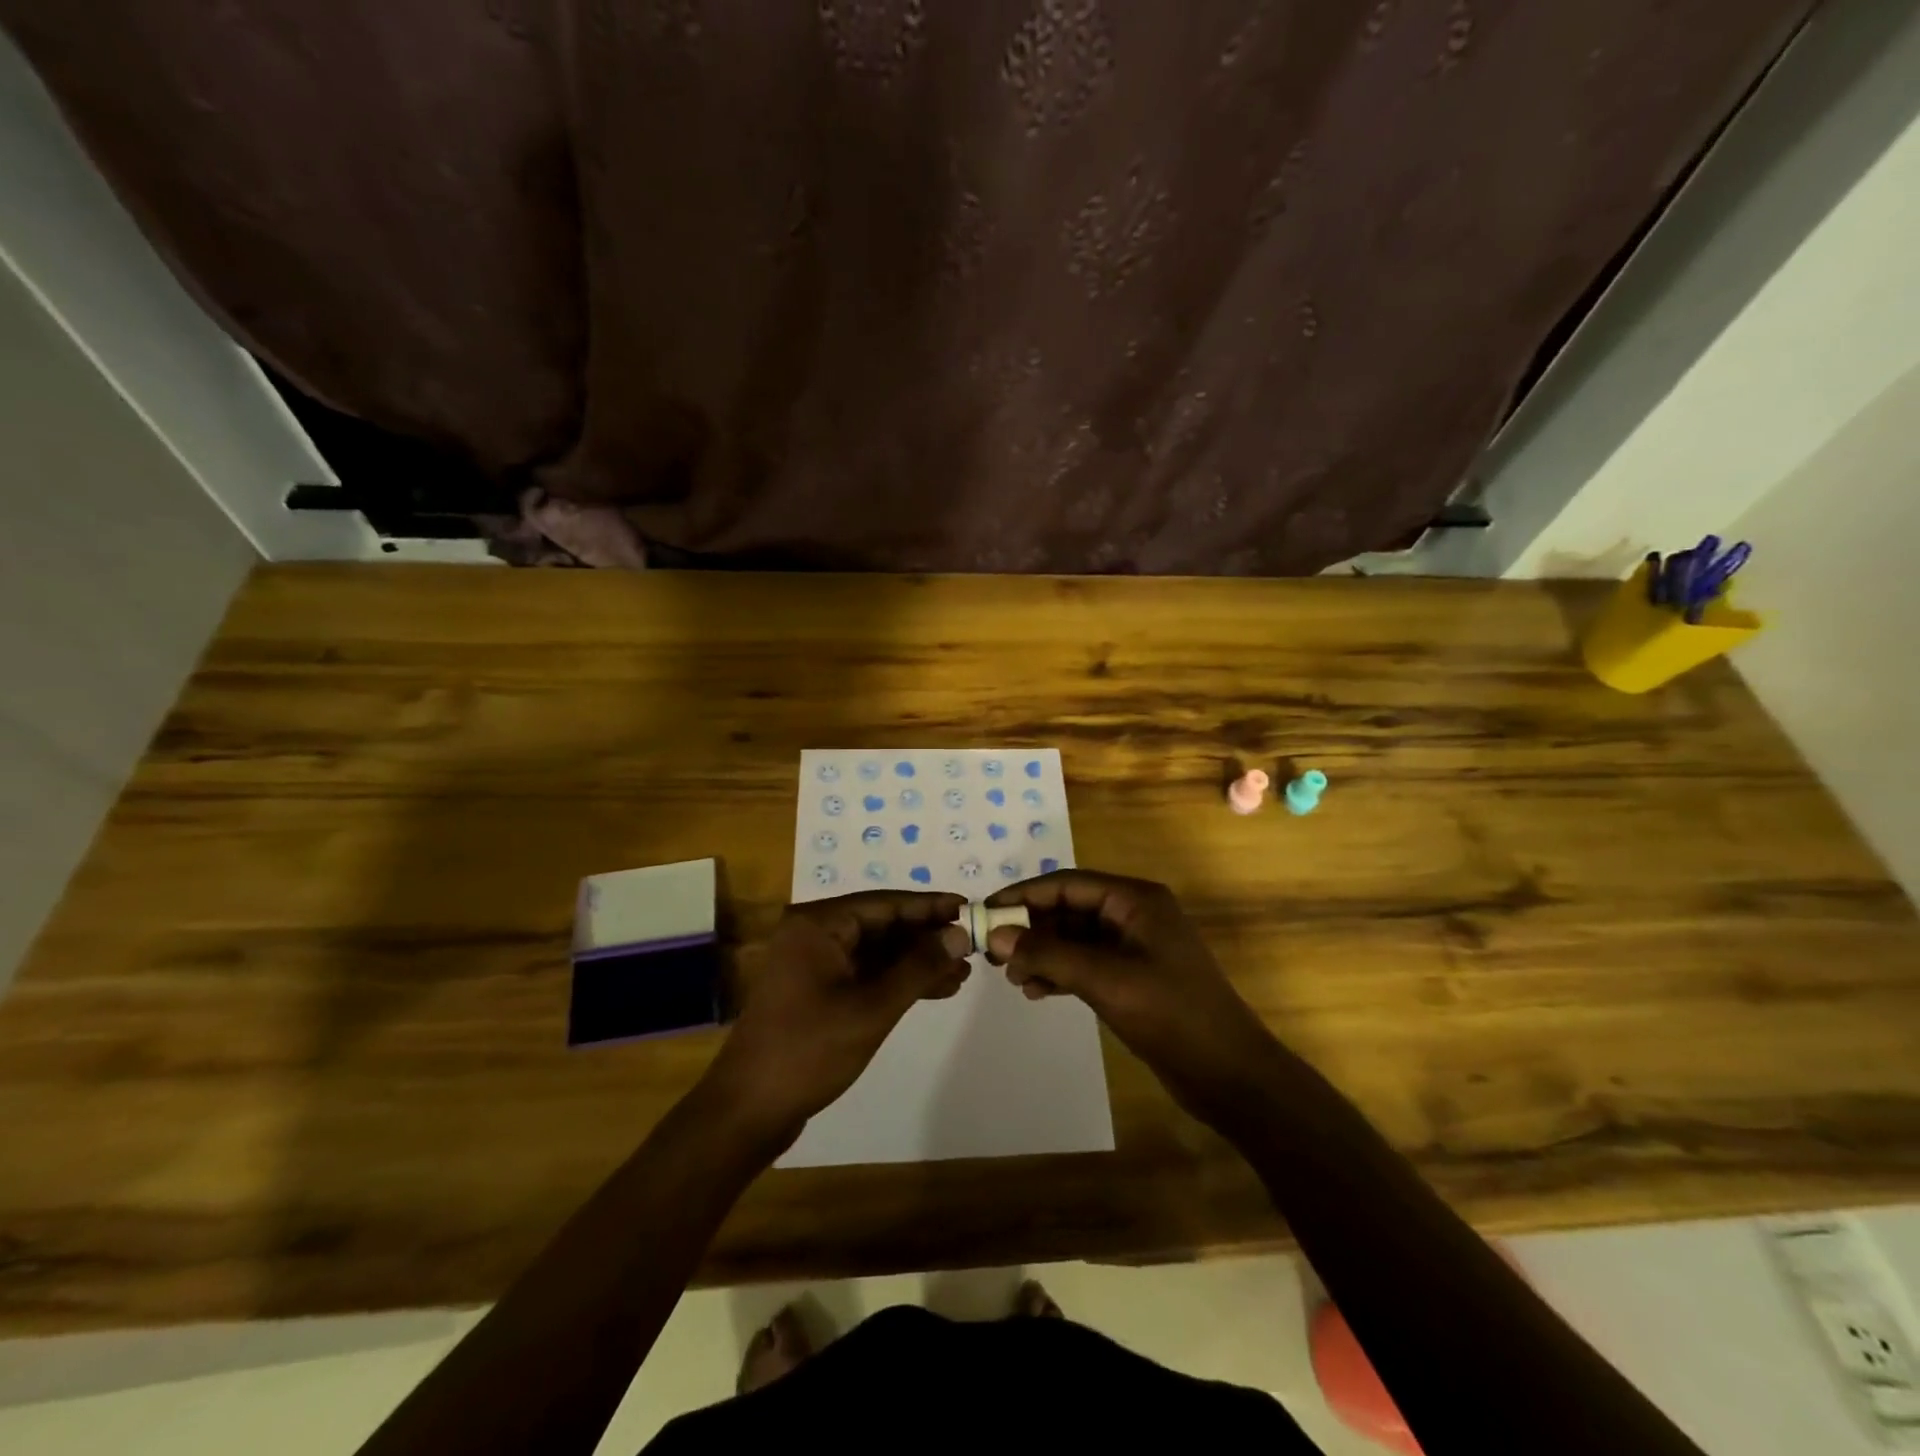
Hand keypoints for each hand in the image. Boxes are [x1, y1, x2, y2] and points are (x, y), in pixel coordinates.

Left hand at [705, 891, 970, 1139]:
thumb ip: (919, 966)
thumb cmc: (810, 1050)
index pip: (885, 903)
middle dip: (926, 938)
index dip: (930, 906)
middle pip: (882, 925)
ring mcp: (814, 963)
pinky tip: (935, 990)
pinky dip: (897, 981)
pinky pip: (865, 973)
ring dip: (916, 962)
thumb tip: (959, 934)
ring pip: (877, 951)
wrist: (750, 1109)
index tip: (969, 909)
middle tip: (972, 947)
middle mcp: (814, 934)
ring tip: (962, 974)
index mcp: (818, 924)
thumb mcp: (873, 1007)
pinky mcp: (817, 990)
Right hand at [984, 870, 1279, 1117]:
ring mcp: (1134, 947)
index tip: (985, 911)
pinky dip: (1059, 973)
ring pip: (1074, 938)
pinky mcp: (1132, 977)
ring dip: (1042, 954)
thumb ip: (1049, 954)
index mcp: (1136, 900)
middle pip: (1069, 909)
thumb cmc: (1171, 1014)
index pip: (1067, 884)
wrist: (1230, 1074)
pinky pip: (1085, 963)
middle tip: (993, 953)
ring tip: (1013, 979)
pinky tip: (1036, 991)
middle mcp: (1134, 915)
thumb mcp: (1105, 979)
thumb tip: (997, 936)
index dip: (1024, 895)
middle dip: (1031, 929)